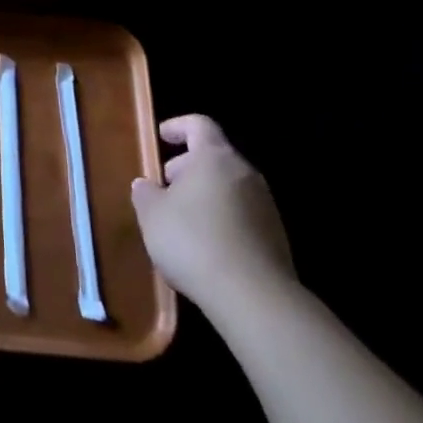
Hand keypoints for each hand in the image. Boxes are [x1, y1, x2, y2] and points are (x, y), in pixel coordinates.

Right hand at [130, 114, 294, 311]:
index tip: (160, 138)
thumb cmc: (194, 241)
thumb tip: (146, 185)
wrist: (255, 298)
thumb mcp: (152, 215)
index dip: (177, 127)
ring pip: (228, 187)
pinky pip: (242, 215)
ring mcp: (266, 206)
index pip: (199, 124)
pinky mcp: (276, 237)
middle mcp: (245, 174)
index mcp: (215, 157)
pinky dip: (222, 220)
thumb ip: (145, 193)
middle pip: (214, 157)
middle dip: (187, 168)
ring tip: (181, 222)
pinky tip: (205, 248)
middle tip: (164, 188)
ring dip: (204, 196)